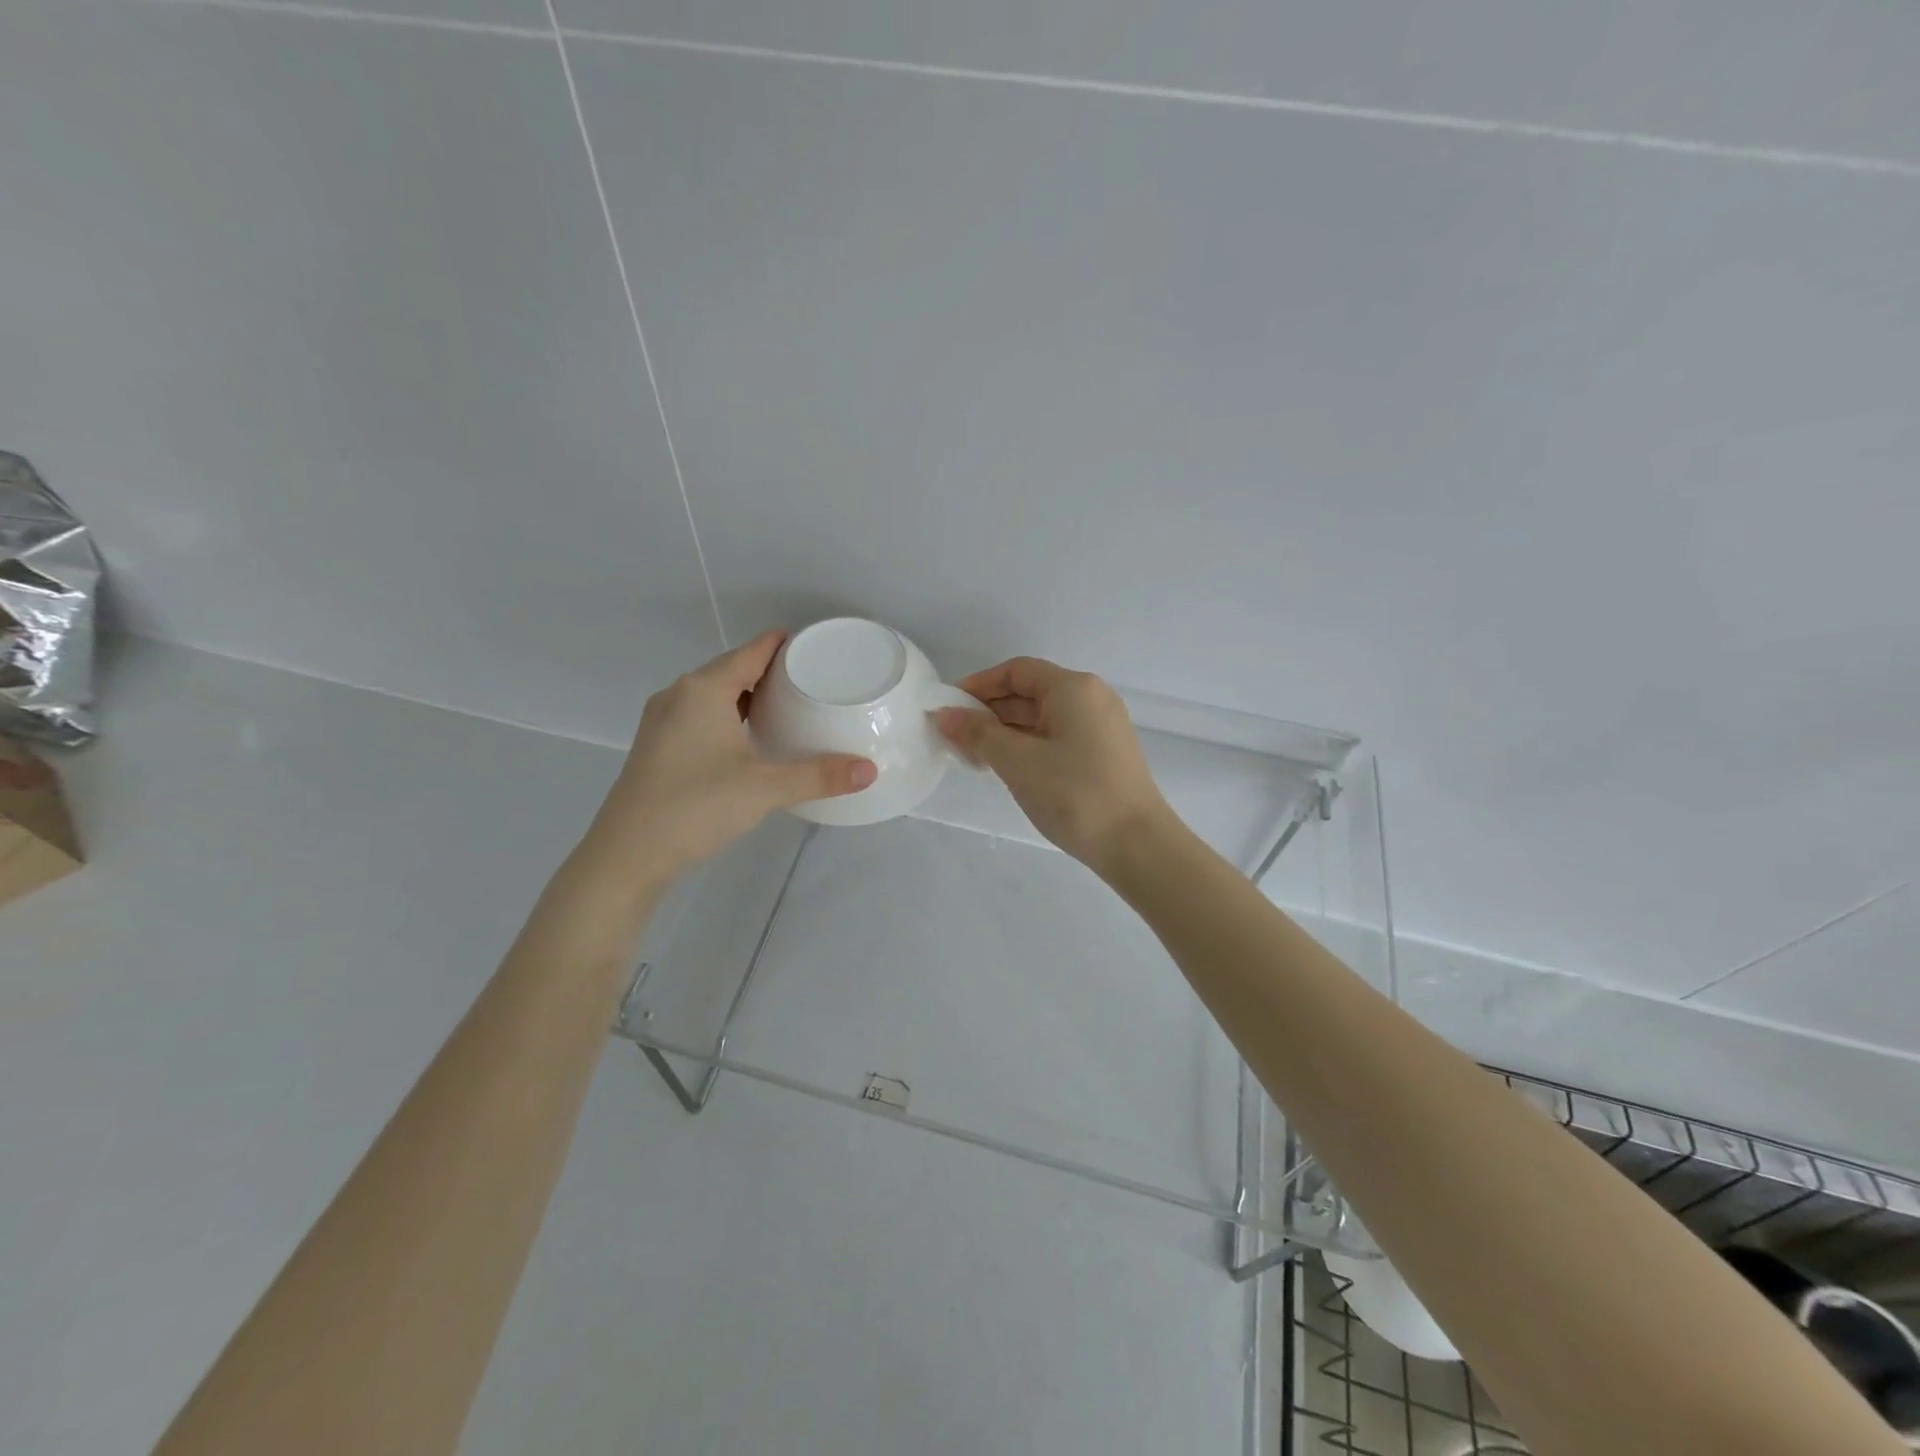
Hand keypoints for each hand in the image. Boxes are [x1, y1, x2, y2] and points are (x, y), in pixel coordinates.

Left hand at [579, 631, 875, 889]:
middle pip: (731, 669)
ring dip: (747, 694)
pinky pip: (701, 714)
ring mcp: (663, 721)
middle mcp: (679, 695)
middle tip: (811, 678)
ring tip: (787, 705)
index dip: (782, 644)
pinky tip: (749, 737)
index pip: (751, 651)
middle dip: (769, 670)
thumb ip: (819, 776)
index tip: (815, 644)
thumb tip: (870, 771)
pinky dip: (729, 715)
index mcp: (703, 690)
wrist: (627, 855)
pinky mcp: (658, 746)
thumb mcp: (765, 789)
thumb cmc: (695, 806)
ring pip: (713, 694)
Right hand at [935, 657, 1174, 873]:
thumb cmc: (1074, 794)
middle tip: (955, 738)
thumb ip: (978, 734)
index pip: (1017, 670)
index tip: (949, 708)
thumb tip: (944, 715)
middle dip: (990, 712)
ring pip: (1043, 717)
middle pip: (1031, 692)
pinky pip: (1058, 737)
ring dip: (1007, 732)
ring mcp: (1102, 727)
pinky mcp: (1105, 754)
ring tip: (975, 757)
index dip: (979, 685)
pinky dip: (1029, 746)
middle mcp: (1092, 698)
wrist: (1137, 845)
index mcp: (1073, 688)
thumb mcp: (1018, 762)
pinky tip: (1009, 769)